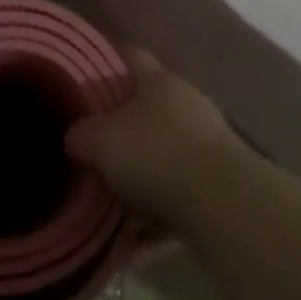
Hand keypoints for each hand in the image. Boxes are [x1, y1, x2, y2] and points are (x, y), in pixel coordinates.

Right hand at [66, 49, 243, 225]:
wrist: (225, 207)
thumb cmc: (155, 154)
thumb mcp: (98, 140)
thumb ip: (80, 135)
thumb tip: (76, 139)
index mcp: (160, 82)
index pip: (130, 55)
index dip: (107, 59)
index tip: (85, 73)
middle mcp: (188, 105)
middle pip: (147, 110)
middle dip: (120, 130)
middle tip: (91, 147)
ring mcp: (209, 147)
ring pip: (163, 158)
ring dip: (138, 181)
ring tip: (108, 205)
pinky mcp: (221, 188)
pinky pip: (178, 200)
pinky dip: (156, 220)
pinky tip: (133, 244)